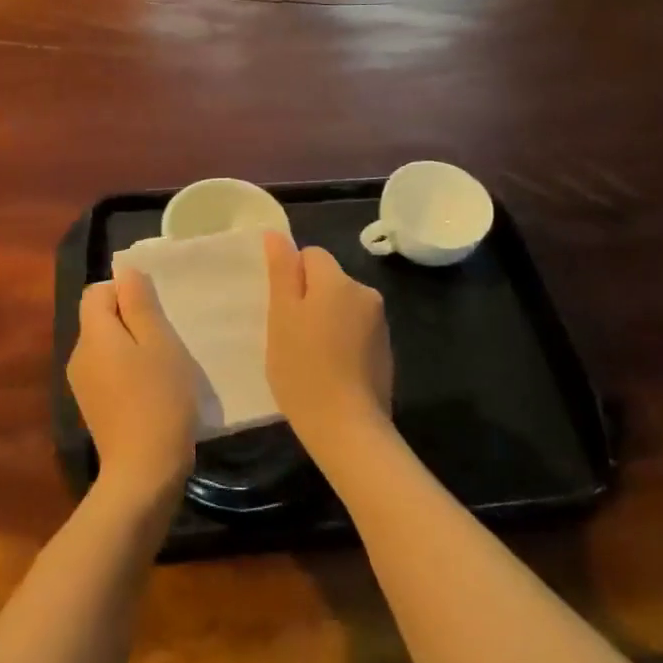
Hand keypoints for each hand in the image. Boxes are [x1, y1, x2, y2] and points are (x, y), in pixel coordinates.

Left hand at [68, 270, 199, 502]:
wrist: (143, 472)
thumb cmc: (158, 399)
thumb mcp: (159, 343)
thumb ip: (139, 303)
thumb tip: (125, 272)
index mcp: (93, 334)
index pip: (96, 292)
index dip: (125, 292)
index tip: (155, 312)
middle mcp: (78, 355)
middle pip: (99, 319)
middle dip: (130, 320)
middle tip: (165, 338)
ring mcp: (81, 384)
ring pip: (105, 347)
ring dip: (131, 347)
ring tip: (162, 366)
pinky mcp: (92, 407)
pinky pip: (107, 372)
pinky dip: (126, 372)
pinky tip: (150, 391)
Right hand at [263, 232, 393, 457]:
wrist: (347, 428)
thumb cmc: (303, 368)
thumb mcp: (281, 316)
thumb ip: (282, 271)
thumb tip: (277, 234)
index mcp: (339, 280)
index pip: (311, 255)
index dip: (291, 278)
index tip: (280, 310)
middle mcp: (365, 293)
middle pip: (328, 281)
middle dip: (308, 299)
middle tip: (289, 335)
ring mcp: (379, 324)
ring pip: (342, 307)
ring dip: (325, 321)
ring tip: (308, 357)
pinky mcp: (385, 351)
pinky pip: (355, 331)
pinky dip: (341, 342)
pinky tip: (329, 370)